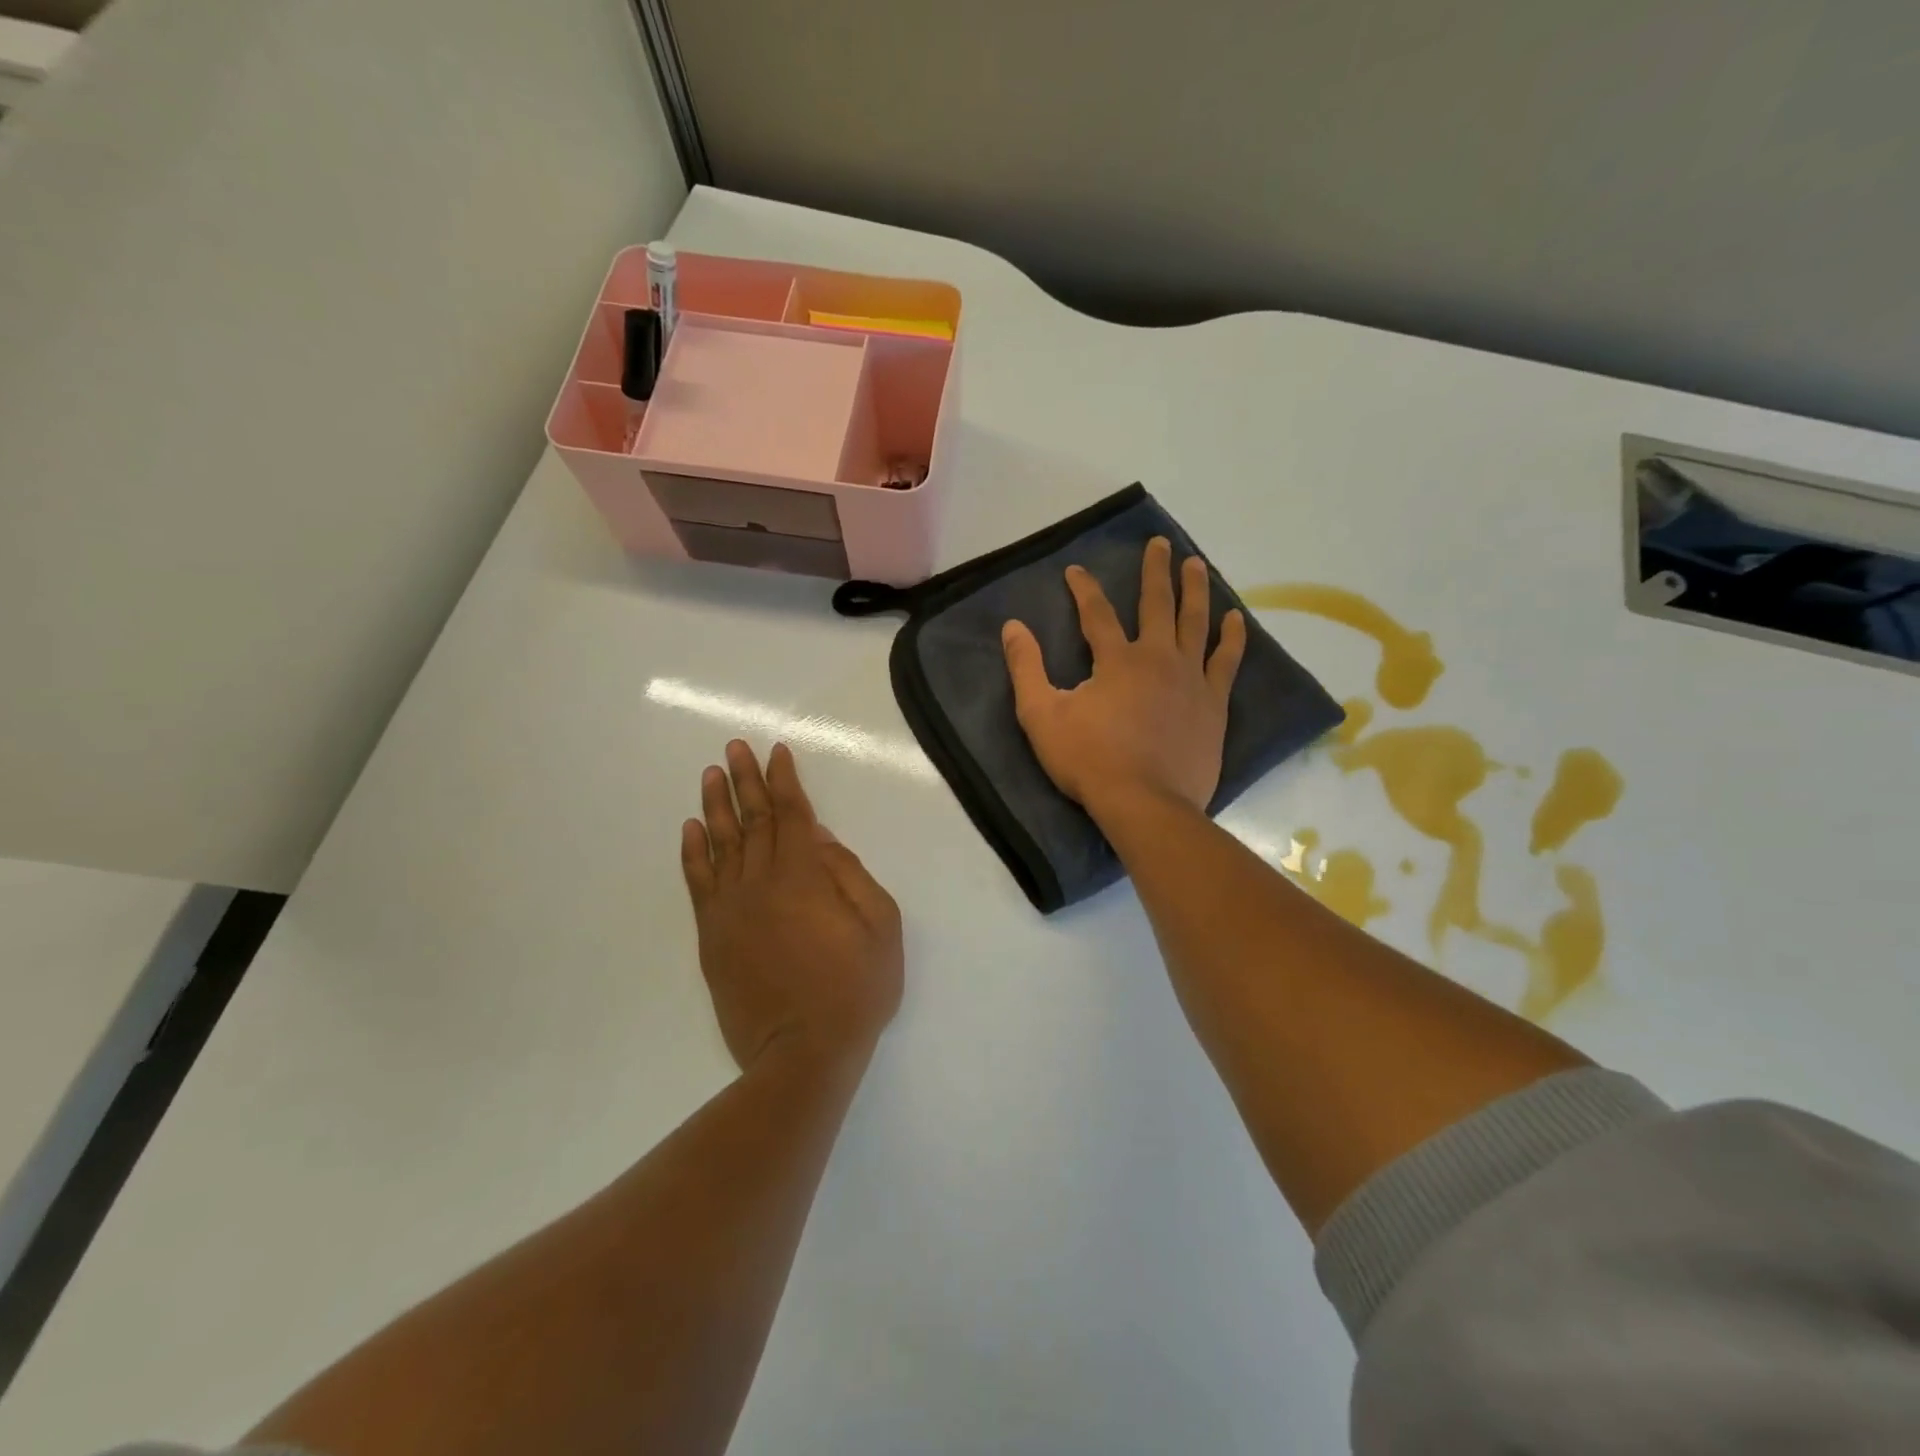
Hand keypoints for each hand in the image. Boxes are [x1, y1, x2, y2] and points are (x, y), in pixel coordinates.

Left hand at [681, 741, 903, 1072]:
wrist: (803, 1053)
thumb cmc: (855, 988)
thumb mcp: (880, 926)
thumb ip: (849, 874)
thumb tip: (819, 838)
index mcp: (805, 874)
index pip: (792, 813)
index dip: (783, 780)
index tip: (775, 752)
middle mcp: (762, 881)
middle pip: (752, 819)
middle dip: (745, 780)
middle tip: (734, 747)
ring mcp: (732, 908)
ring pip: (720, 843)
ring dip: (716, 805)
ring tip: (711, 774)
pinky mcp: (713, 935)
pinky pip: (698, 883)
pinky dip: (693, 852)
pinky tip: (691, 829)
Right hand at [1002, 537, 1246, 824]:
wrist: (1145, 803)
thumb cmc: (1089, 760)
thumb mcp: (1042, 716)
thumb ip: (1026, 669)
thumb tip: (1013, 627)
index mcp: (1116, 659)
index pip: (1097, 612)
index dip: (1084, 588)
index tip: (1076, 570)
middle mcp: (1158, 657)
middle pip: (1157, 603)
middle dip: (1155, 571)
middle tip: (1160, 544)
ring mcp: (1191, 679)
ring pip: (1196, 622)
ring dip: (1195, 590)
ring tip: (1197, 564)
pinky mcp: (1213, 703)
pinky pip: (1227, 661)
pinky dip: (1232, 637)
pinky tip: (1236, 618)